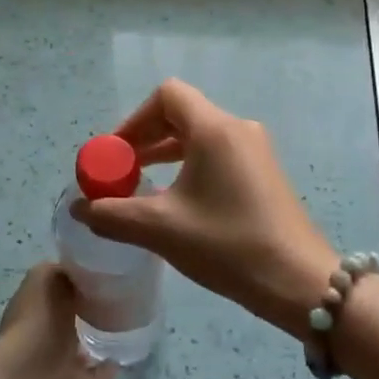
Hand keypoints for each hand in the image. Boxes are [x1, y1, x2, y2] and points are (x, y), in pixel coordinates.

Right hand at [71, 79, 337, 338]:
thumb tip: (79, 208)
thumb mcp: (162, 229)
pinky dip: (191, 166)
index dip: (135, 119)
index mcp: (214, 129)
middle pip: (182, 114)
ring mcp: (256, 150)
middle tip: (122, 172)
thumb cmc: (228, 245)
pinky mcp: (264, 173)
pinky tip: (179, 202)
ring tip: (143, 186)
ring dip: (167, 154)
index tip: (117, 155)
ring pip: (201, 136)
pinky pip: (218, 154)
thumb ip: (113, 214)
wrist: (299, 282)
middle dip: (146, 138)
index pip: (167, 96)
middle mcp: (237, 129)